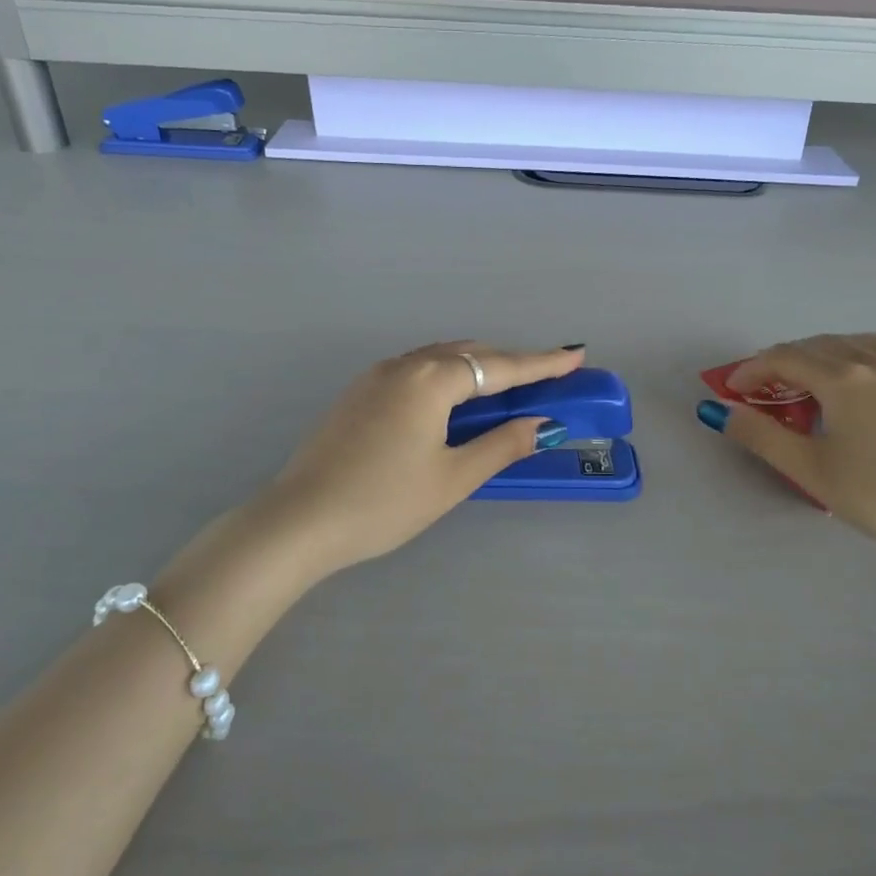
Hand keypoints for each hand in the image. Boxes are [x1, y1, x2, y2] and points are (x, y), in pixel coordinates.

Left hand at [259, 341, 587, 576]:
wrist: (300, 520)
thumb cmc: (384, 502)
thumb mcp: (452, 478)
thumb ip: (501, 445)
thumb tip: (542, 425)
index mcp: (430, 379)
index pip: (499, 367)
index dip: (541, 363)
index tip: (575, 356)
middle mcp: (403, 365)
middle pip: (468, 355)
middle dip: (508, 363)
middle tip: (544, 376)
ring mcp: (374, 377)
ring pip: (438, 360)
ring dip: (475, 369)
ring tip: (504, 387)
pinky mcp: (357, 394)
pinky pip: (414, 372)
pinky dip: (445, 378)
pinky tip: (451, 401)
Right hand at [699, 333, 875, 559]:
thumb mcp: (811, 470)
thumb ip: (761, 436)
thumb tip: (720, 409)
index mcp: (843, 379)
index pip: (785, 359)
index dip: (751, 370)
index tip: (731, 391)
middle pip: (822, 344)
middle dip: (785, 359)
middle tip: (764, 387)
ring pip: (864, 343)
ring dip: (830, 351)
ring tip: (817, 375)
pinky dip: (874, 364)